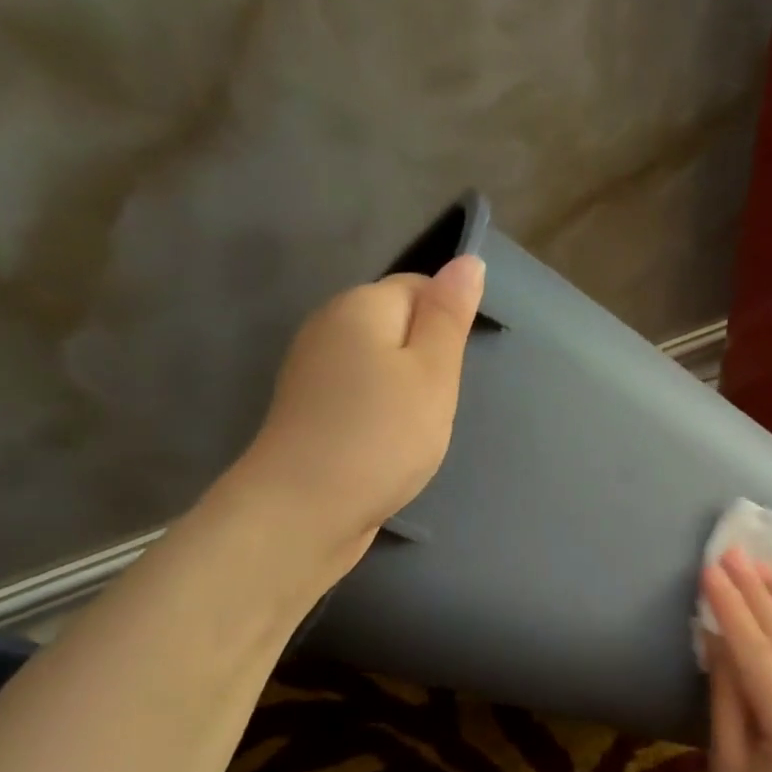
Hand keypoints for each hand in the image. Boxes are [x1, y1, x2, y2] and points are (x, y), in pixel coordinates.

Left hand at [227, 255, 484, 585]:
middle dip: (428, 357)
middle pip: (396, 324)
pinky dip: (382, 413)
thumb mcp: (433, 372)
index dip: (447, 321)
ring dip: (407, 389)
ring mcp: (312, 371)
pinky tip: (390, 444)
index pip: (418, 286)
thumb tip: (467, 260)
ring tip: (417, 429)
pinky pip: (360, 394)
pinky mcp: (309, 411)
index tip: (459, 368)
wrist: (304, 511)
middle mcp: (328, 327)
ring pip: (379, 363)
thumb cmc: (382, 436)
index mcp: (359, 306)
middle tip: (441, 403)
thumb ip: (450, 315)